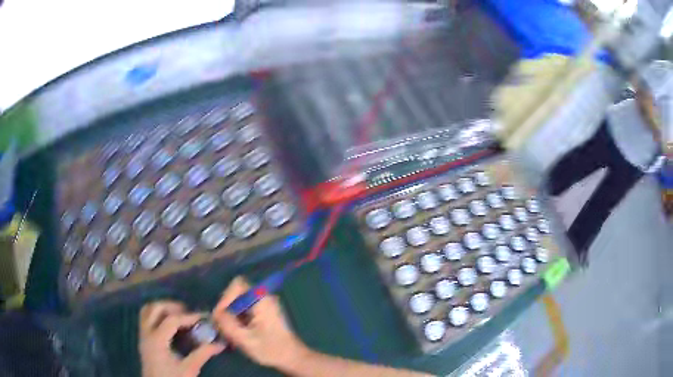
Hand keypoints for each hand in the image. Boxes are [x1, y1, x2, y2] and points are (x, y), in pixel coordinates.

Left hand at [139, 301, 224, 376]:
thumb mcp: (189, 368)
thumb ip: (202, 354)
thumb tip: (220, 343)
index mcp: (157, 340)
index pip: (171, 319)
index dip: (188, 316)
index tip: (203, 317)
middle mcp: (147, 332)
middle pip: (156, 308)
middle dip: (173, 306)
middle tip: (188, 313)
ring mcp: (142, 334)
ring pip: (148, 309)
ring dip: (162, 308)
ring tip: (178, 315)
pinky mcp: (143, 338)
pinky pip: (145, 317)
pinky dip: (156, 314)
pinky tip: (168, 323)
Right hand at [212, 277, 308, 368]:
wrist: (292, 358)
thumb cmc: (272, 349)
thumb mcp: (245, 339)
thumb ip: (227, 324)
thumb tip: (215, 314)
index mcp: (262, 299)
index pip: (238, 284)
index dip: (226, 297)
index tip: (221, 315)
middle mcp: (263, 298)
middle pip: (236, 294)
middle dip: (226, 309)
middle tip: (222, 326)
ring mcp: (264, 305)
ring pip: (239, 303)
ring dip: (231, 316)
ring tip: (228, 333)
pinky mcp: (263, 314)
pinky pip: (244, 310)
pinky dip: (238, 320)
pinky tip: (237, 335)